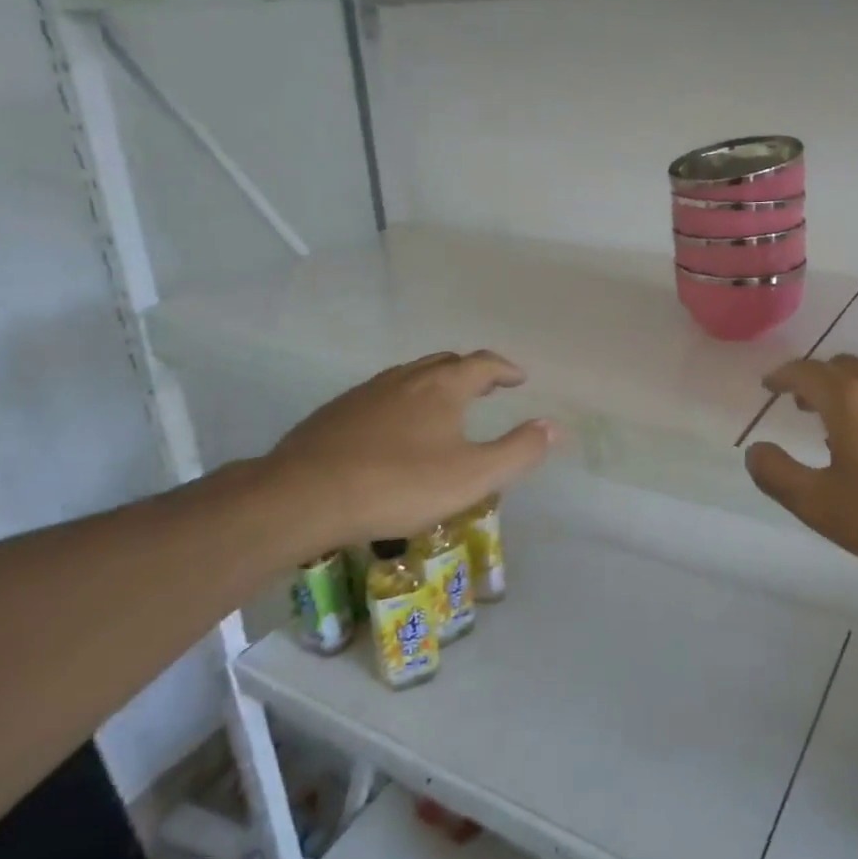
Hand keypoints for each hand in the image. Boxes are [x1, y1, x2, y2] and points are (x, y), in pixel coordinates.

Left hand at [257, 350, 558, 560]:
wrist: (304, 496)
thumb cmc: (398, 485)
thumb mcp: (471, 477)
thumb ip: (518, 451)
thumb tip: (553, 426)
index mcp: (443, 387)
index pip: (483, 363)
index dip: (505, 369)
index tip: (519, 378)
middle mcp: (407, 378)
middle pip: (446, 362)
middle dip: (472, 371)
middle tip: (486, 388)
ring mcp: (367, 392)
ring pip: (411, 376)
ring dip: (436, 384)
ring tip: (444, 407)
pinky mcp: (337, 412)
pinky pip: (382, 395)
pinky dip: (403, 401)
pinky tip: (395, 430)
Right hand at [743, 354, 857, 587]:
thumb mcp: (821, 507)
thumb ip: (778, 476)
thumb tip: (755, 451)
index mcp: (851, 402)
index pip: (806, 372)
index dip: (782, 376)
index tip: (769, 385)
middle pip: (844, 368)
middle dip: (817, 380)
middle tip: (803, 404)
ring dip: (852, 395)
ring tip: (844, 429)